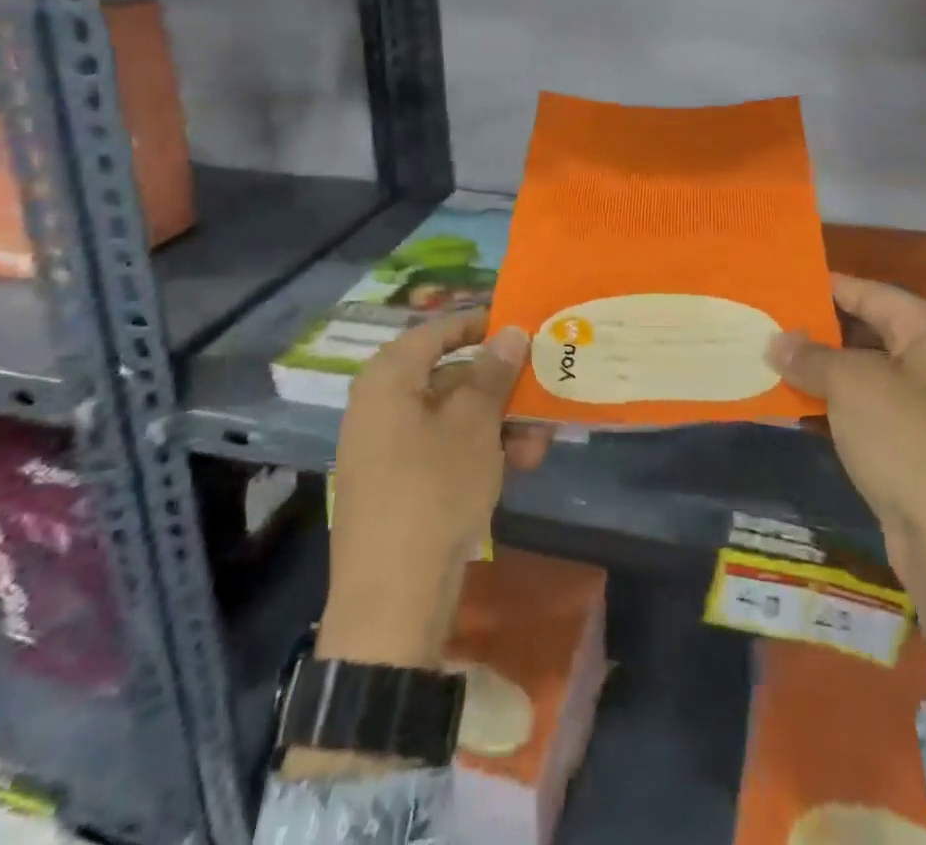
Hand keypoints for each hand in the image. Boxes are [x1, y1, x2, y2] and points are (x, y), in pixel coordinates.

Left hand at [317, 311, 541, 670]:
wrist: (393, 601)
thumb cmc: (433, 490)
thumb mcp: (474, 424)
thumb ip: (493, 372)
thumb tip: (511, 331)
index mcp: (389, 377)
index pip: (439, 330)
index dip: (481, 324)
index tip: (522, 325)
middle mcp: (382, 404)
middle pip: (450, 375)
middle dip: (501, 387)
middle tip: (543, 392)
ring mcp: (388, 446)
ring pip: (454, 417)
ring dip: (499, 424)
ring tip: (538, 445)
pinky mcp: (400, 483)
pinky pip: (444, 449)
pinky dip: (480, 451)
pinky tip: (519, 467)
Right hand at [770, 274, 925, 707]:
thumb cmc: (909, 442)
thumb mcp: (852, 385)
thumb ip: (811, 356)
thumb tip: (777, 341)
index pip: (869, 292)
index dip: (823, 286)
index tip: (777, 283)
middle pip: (869, 329)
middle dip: (817, 329)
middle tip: (765, 322)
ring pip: (866, 371)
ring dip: (822, 369)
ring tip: (769, 358)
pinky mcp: (919, 444)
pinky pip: (869, 408)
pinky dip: (835, 402)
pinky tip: (794, 401)